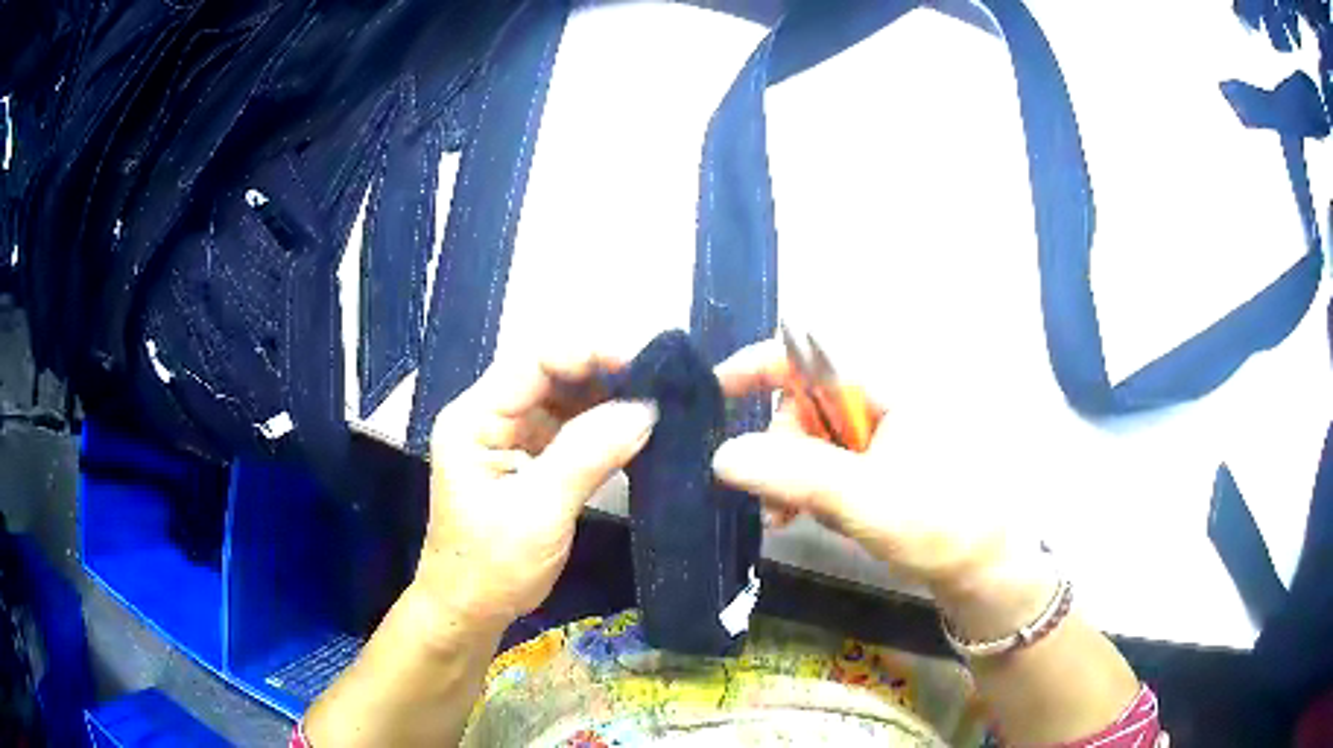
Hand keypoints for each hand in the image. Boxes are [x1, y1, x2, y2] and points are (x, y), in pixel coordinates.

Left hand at [415, 349, 657, 628]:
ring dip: (607, 400)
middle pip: (550, 376)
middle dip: (604, 375)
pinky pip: (568, 430)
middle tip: (661, 383)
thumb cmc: (491, 567)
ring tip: (657, 403)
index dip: (589, 353)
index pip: (533, 362)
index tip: (644, 363)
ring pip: (563, 401)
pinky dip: (601, 428)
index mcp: (474, 419)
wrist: (469, 613)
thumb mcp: (539, 512)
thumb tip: (646, 409)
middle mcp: (489, 417)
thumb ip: (588, 455)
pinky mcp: (527, 460)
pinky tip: (634, 431)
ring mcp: (508, 438)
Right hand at [711, 337, 1025, 595]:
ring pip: (814, 433)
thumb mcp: (865, 499)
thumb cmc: (941, 524)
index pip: (811, 352)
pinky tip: (807, 515)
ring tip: (786, 516)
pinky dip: (811, 483)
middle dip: (779, 444)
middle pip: (806, 398)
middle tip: (771, 498)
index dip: (758, 365)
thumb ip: (794, 473)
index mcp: (890, 384)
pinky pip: (832, 458)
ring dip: (790, 472)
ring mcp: (888, 428)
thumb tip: (721, 455)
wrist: (986, 568)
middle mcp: (887, 395)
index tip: (716, 394)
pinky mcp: (887, 458)